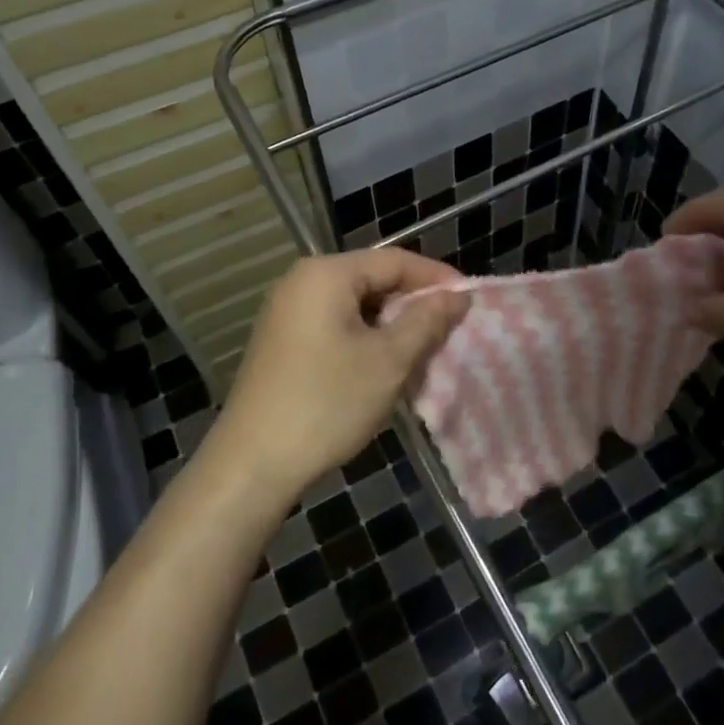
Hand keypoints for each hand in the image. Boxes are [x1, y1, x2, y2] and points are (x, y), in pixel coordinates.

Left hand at [208, 249, 469, 501]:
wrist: (253, 463)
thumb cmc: (326, 403)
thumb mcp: (388, 361)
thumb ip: (427, 320)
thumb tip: (458, 295)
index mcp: (326, 274)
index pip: (395, 260)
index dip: (436, 278)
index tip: (470, 301)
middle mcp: (303, 281)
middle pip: (374, 279)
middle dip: (414, 303)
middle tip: (450, 329)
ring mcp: (288, 311)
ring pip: (357, 305)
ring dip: (392, 325)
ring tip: (425, 350)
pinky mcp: (283, 340)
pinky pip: (336, 325)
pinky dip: (366, 338)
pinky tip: (385, 366)